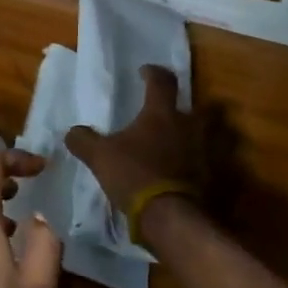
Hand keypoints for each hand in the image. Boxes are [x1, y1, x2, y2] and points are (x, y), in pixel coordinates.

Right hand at [64, 65, 203, 210]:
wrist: (169, 215)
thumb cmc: (134, 175)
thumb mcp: (99, 157)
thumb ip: (84, 140)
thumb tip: (72, 131)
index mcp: (161, 114)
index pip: (161, 81)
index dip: (153, 73)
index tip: (145, 72)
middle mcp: (189, 126)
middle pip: (201, 106)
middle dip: (190, 106)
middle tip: (175, 112)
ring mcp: (206, 151)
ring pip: (215, 133)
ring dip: (206, 133)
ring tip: (190, 140)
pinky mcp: (213, 176)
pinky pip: (213, 162)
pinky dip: (205, 162)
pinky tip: (192, 169)